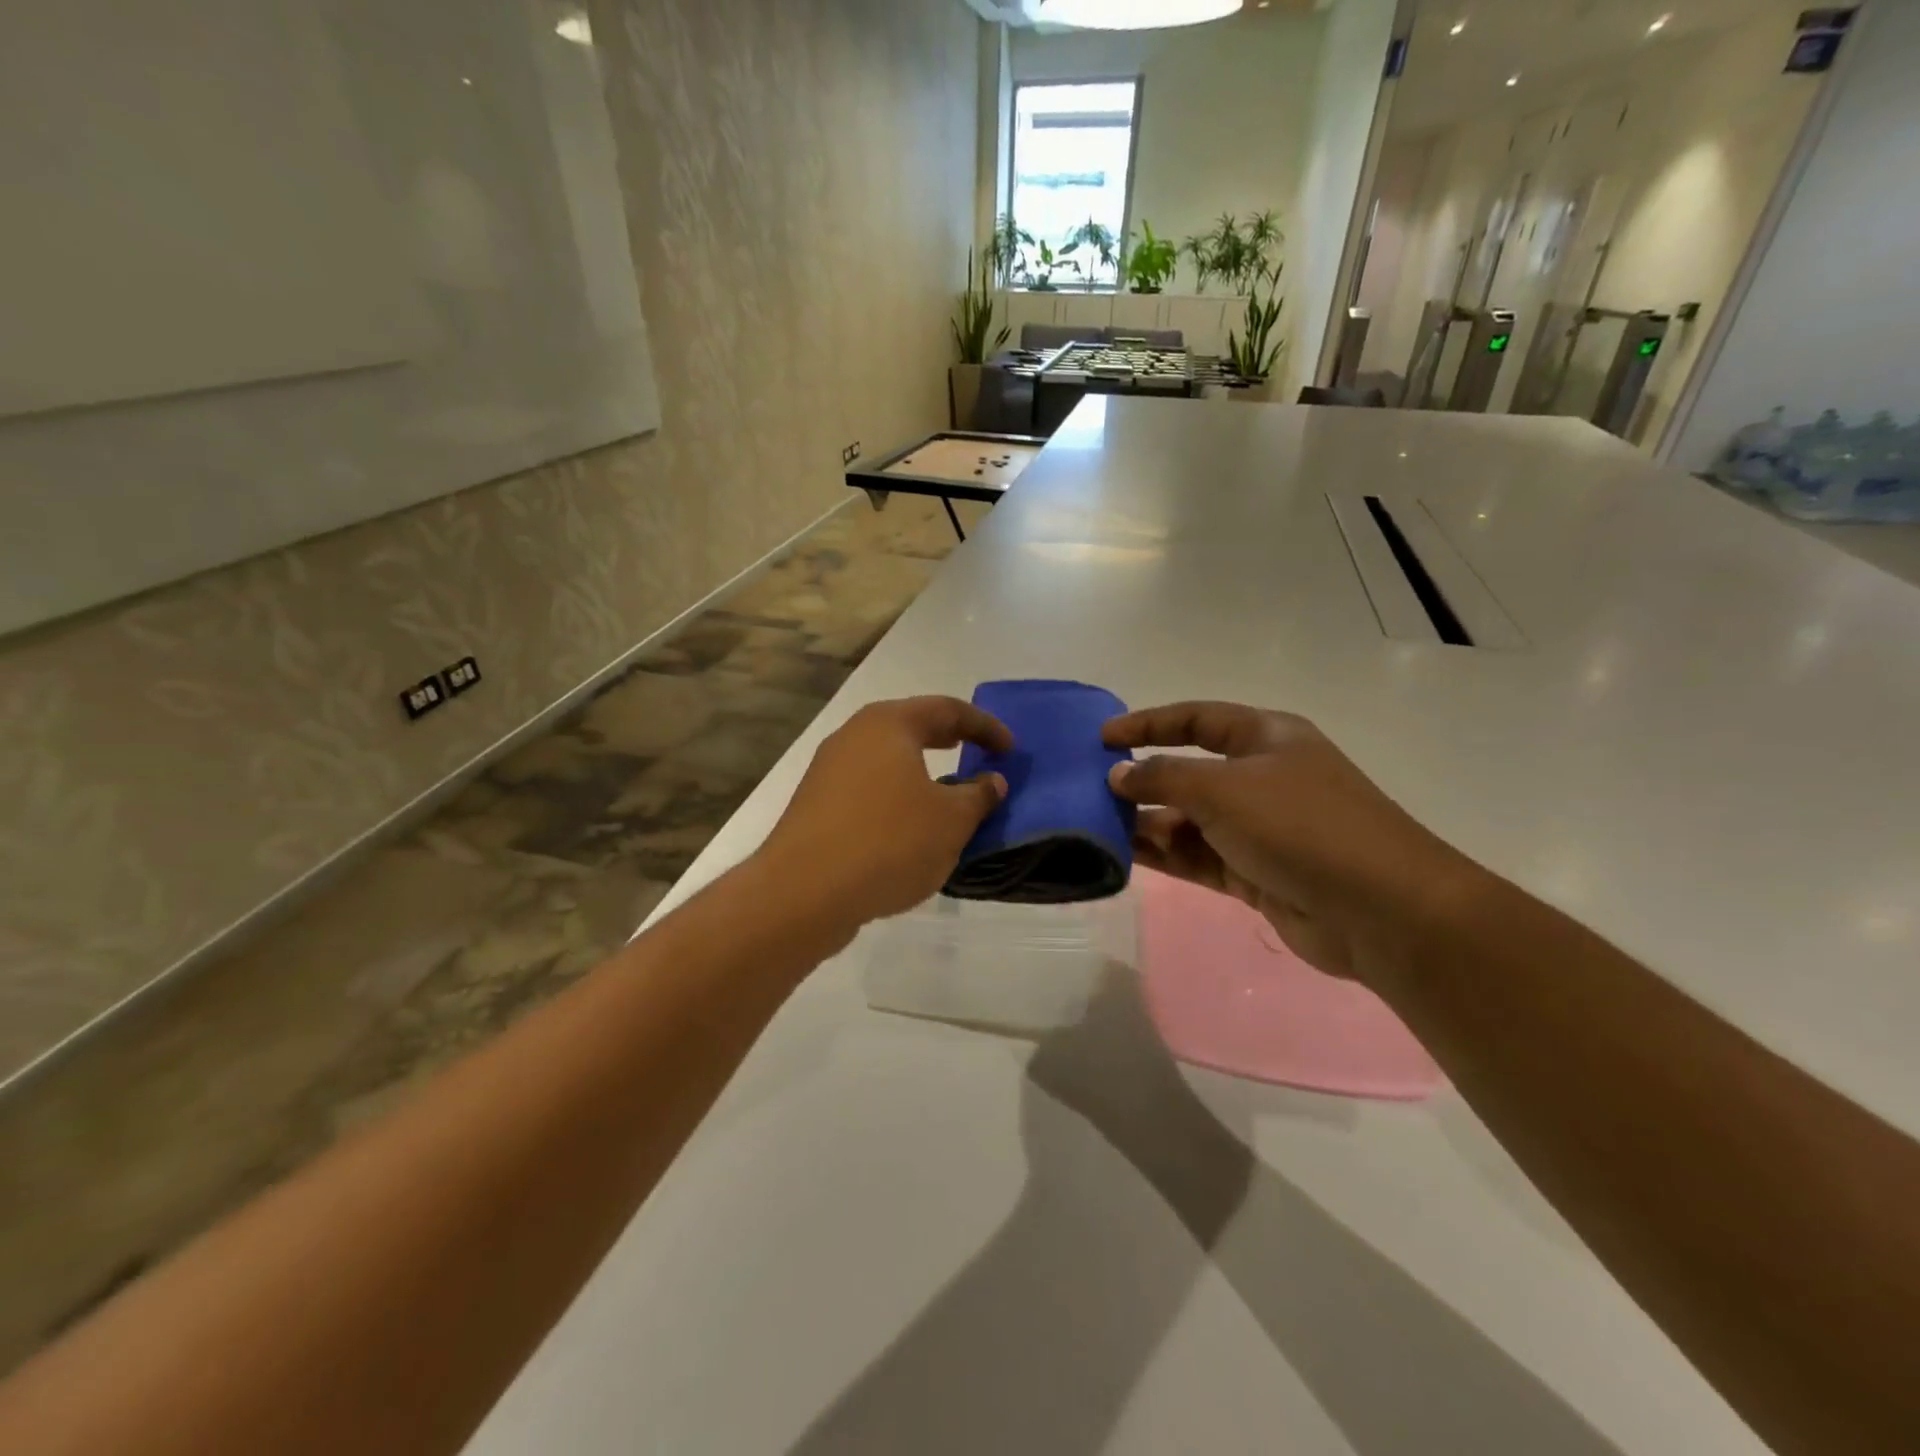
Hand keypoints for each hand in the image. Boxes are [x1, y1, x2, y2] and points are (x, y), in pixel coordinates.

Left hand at [759, 696, 1011, 932]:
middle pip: (911, 727)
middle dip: (949, 739)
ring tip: (947, 792)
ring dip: (921, 771)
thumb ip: (979, 796)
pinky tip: (909, 825)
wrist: (804, 892)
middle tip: (978, 752)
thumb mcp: (951, 821)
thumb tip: (992, 780)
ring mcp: (829, 770)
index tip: (1010, 748)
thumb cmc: (888, 842)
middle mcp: (854, 736)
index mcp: (889, 724)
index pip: (947, 709)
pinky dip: (897, 795)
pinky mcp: (816, 805)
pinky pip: (868, 788)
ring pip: (887, 759)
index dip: (985, 726)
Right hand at [1103, 702, 1484, 990]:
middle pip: (1189, 772)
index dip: (1147, 724)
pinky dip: (1166, 856)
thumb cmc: (1300, 825)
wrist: (1380, 910)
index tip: (1101, 737)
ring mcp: (1260, 829)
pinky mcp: (1256, 873)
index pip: (1196, 719)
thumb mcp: (1223, 788)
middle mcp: (1262, 778)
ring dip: (1148, 823)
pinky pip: (1198, 857)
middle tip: (1091, 793)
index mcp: (1266, 738)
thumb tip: (1117, 776)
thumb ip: (1162, 778)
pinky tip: (1127, 857)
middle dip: (1143, 781)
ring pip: (1190, 820)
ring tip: (1098, 829)